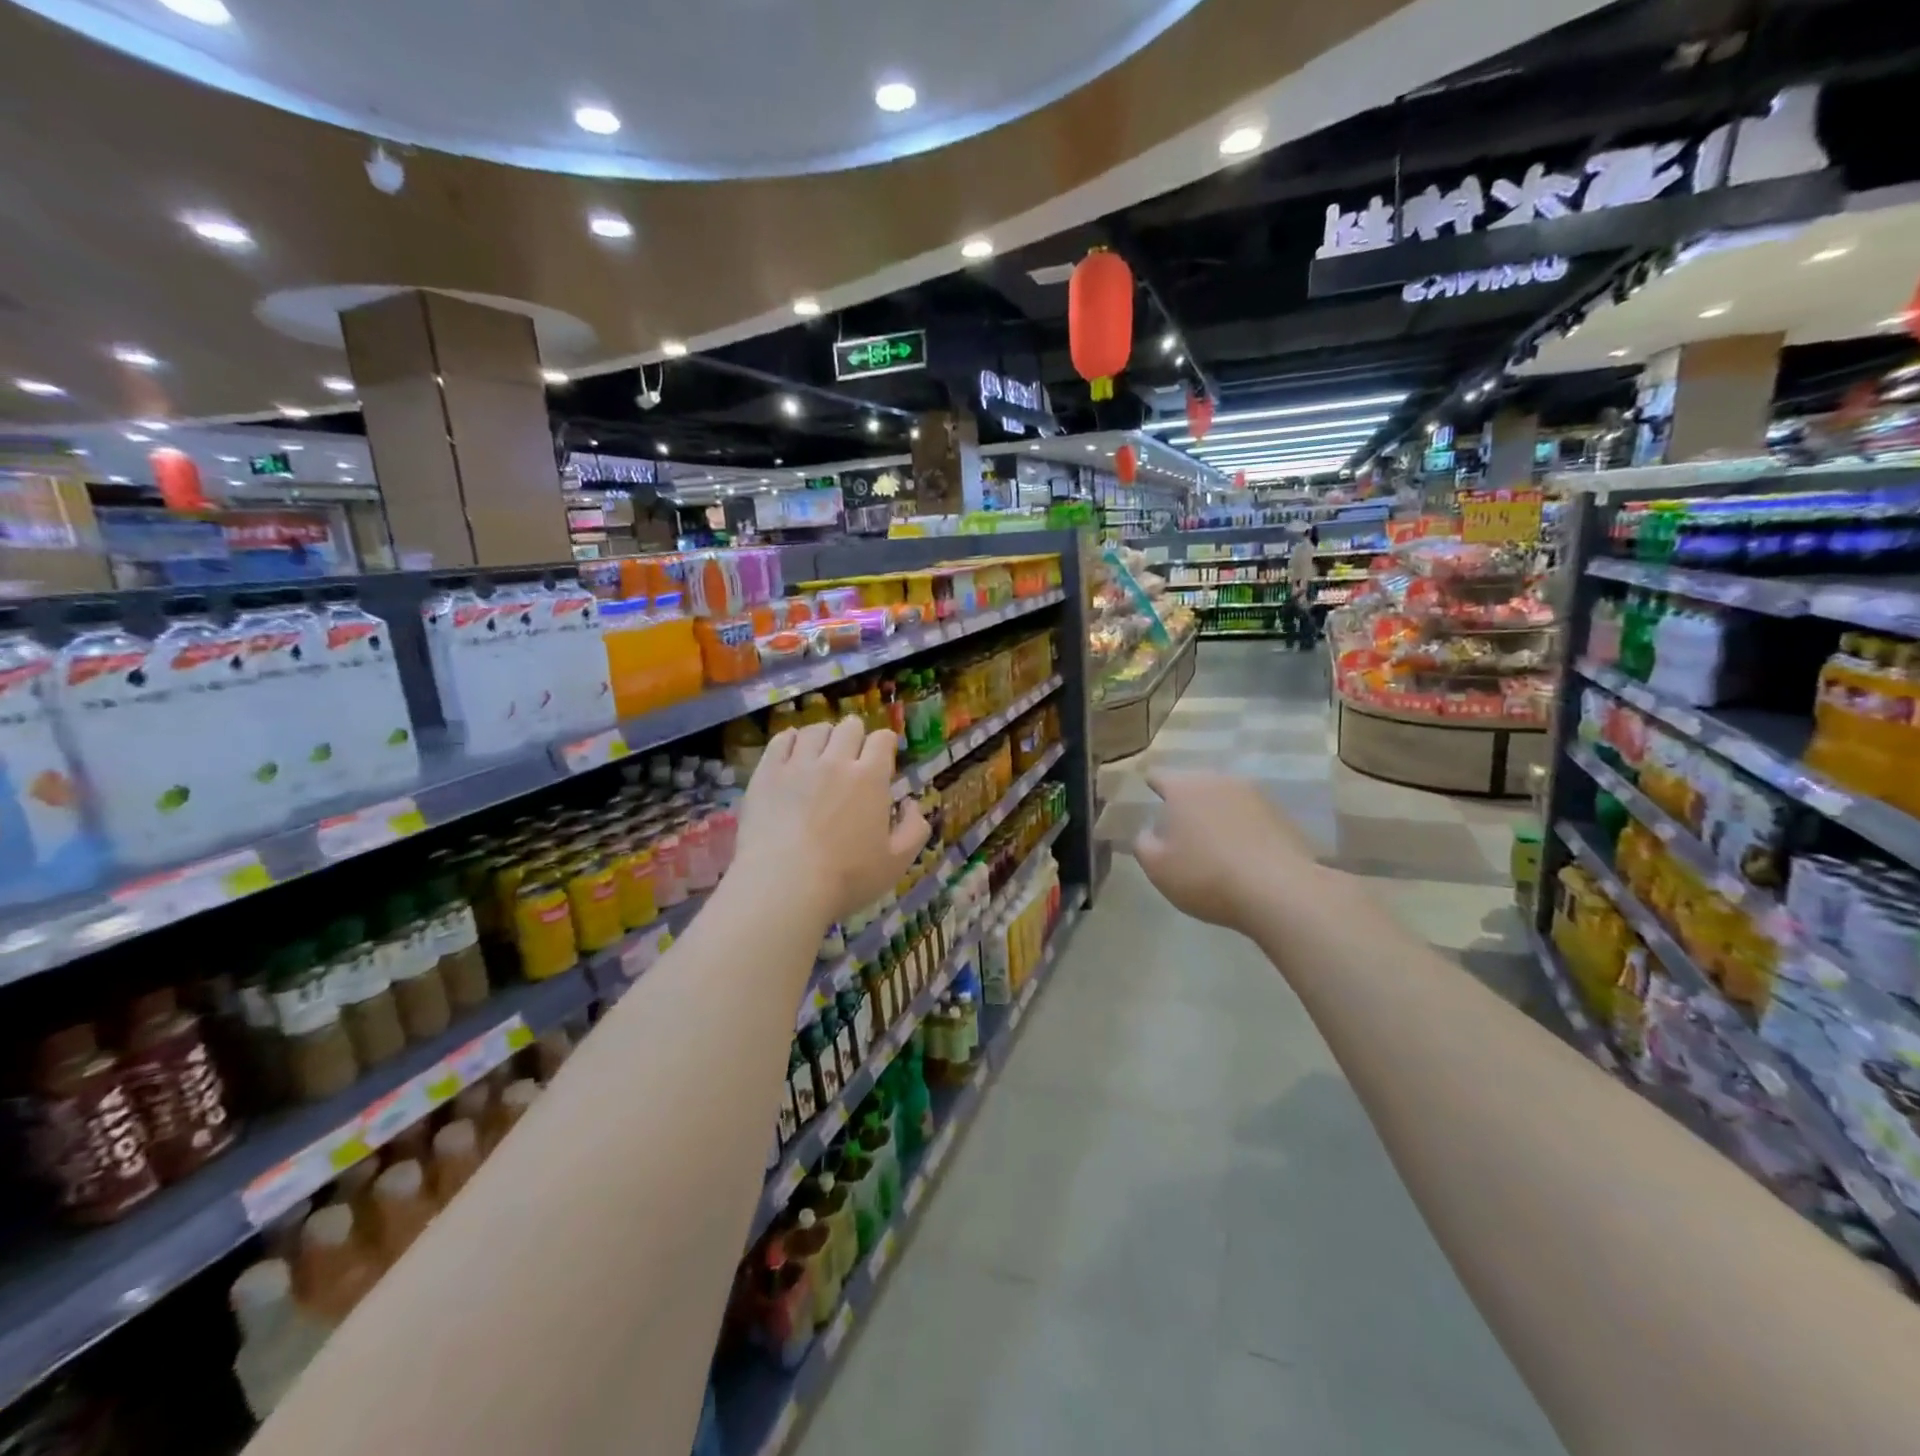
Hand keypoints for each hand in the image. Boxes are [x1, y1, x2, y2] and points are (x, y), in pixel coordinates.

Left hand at [733, 717, 929, 928]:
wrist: (784, 886)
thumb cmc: (846, 878)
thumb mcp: (897, 862)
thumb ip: (915, 829)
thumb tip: (911, 804)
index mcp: (870, 777)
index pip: (883, 738)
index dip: (885, 745)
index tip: (882, 760)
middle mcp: (836, 760)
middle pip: (850, 726)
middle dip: (856, 737)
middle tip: (852, 759)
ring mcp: (798, 763)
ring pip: (815, 729)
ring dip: (824, 738)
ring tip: (821, 756)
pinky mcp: (767, 772)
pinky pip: (782, 740)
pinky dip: (791, 741)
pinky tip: (793, 754)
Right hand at [1134, 770, 1324, 931]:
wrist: (1281, 892)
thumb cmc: (1206, 876)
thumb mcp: (1158, 868)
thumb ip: (1143, 844)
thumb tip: (1148, 832)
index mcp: (1184, 788)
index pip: (1159, 776)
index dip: (1151, 785)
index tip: (1148, 796)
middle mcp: (1219, 781)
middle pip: (1195, 784)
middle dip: (1186, 800)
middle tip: (1178, 825)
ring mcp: (1255, 795)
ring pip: (1225, 798)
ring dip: (1216, 813)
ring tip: (1211, 840)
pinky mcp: (1282, 815)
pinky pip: (1251, 816)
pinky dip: (1243, 828)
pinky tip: (1242, 854)